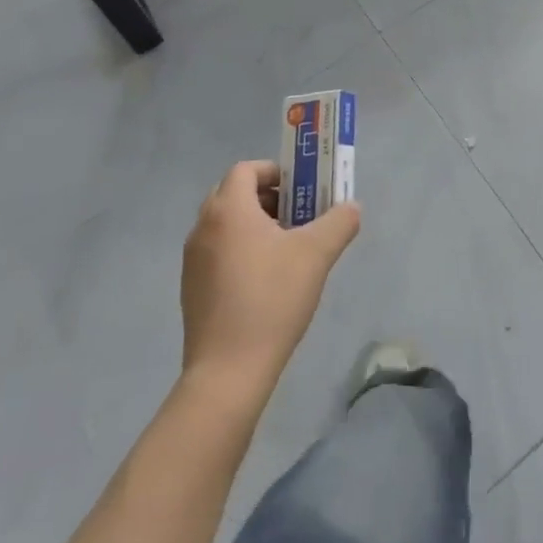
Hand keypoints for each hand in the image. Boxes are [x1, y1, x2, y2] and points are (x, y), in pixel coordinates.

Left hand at [181, 161, 360, 391]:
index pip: (246, 170)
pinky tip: (265, 282)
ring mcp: (193, 261)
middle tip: (296, 216)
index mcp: (228, 210)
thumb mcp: (316, 255)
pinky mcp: (191, 290)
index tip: (300, 190)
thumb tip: (351, 207)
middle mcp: (203, 228)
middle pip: (233, 194)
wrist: (227, 372)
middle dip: (266, 198)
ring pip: (225, 225)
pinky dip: (239, 251)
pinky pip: (217, 253)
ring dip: (254, 225)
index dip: (274, 172)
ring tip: (285, 250)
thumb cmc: (271, 300)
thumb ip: (339, 222)